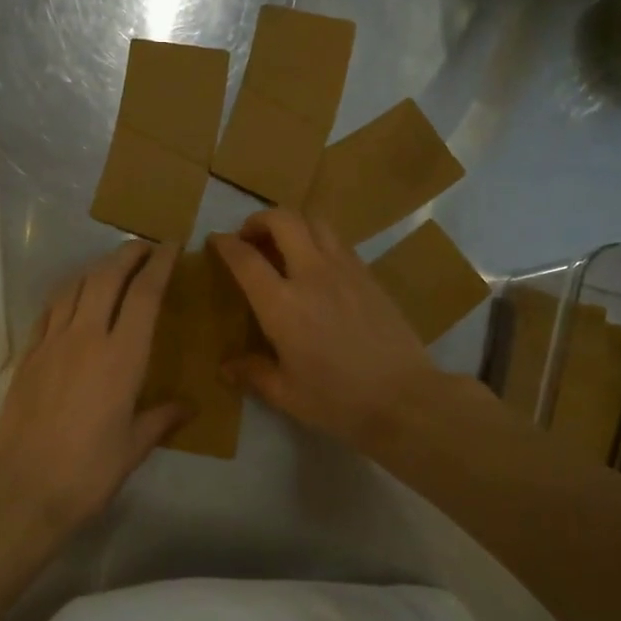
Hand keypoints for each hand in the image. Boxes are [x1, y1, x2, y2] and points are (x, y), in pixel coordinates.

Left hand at [0, 241, 186, 532]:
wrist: (22, 488)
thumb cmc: (88, 471)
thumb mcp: (134, 447)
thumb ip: (162, 418)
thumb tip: (188, 407)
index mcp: (122, 357)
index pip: (144, 295)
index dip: (160, 265)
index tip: (172, 245)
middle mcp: (87, 337)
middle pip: (107, 277)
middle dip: (127, 254)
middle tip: (145, 247)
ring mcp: (52, 343)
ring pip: (75, 286)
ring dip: (97, 268)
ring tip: (112, 266)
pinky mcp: (29, 355)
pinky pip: (50, 309)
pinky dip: (68, 292)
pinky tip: (74, 297)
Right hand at [210, 212, 436, 447]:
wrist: (404, 398)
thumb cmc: (338, 401)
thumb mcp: (287, 394)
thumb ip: (253, 373)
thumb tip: (226, 367)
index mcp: (282, 305)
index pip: (246, 259)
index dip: (225, 244)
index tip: (216, 241)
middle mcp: (312, 275)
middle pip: (283, 220)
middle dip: (259, 220)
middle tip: (250, 238)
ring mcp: (346, 270)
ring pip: (315, 222)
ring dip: (292, 224)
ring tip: (284, 245)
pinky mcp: (369, 275)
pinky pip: (338, 242)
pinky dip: (318, 240)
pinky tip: (317, 266)